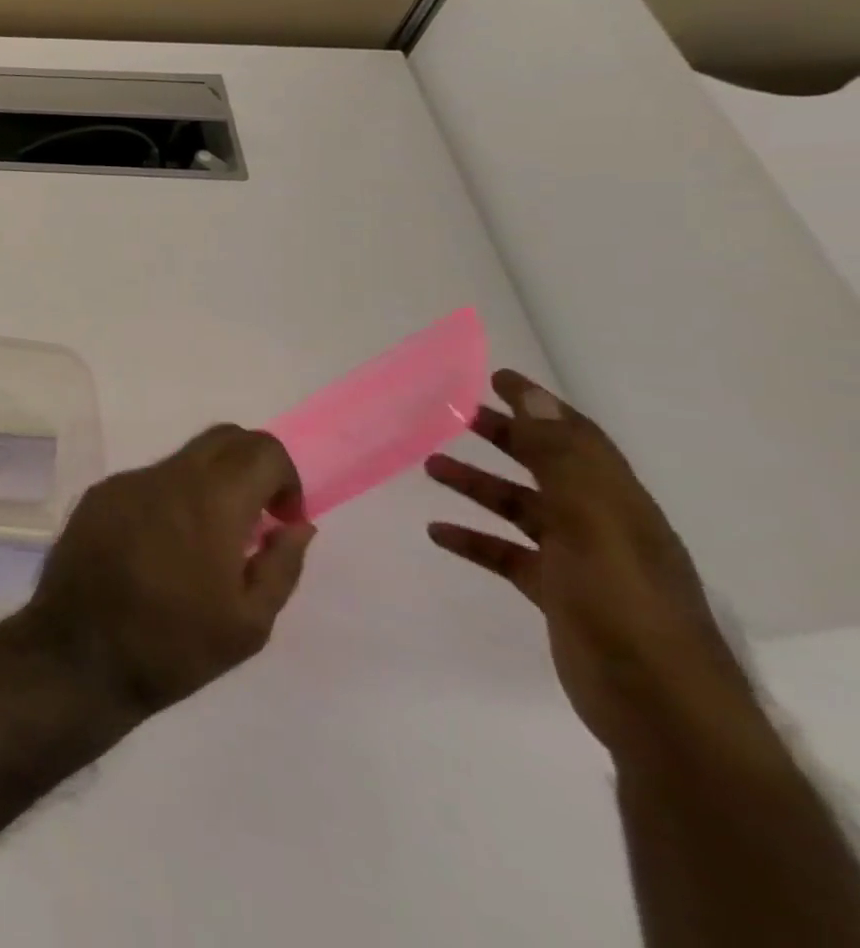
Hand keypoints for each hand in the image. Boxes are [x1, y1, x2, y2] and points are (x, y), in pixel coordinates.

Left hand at [14, 425, 315, 720]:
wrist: (78, 653)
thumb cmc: (174, 646)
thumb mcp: (249, 623)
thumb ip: (281, 564)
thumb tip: (297, 525)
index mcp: (209, 501)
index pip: (260, 448)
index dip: (285, 478)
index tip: (281, 521)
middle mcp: (164, 477)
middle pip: (222, 438)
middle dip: (251, 466)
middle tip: (255, 520)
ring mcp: (124, 482)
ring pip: (181, 460)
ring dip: (208, 486)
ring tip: (203, 547)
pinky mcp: (97, 495)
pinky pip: (146, 481)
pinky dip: (169, 500)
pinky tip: (159, 550)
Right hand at [426, 369, 762, 759]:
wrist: (659, 710)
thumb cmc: (623, 606)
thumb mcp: (593, 525)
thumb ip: (562, 462)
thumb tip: (534, 397)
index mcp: (616, 503)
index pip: (575, 438)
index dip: (539, 406)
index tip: (495, 378)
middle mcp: (600, 524)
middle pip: (546, 467)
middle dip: (504, 437)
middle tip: (452, 413)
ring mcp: (580, 561)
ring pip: (521, 508)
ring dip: (478, 485)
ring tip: (429, 466)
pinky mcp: (558, 594)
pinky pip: (508, 554)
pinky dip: (474, 539)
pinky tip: (439, 532)